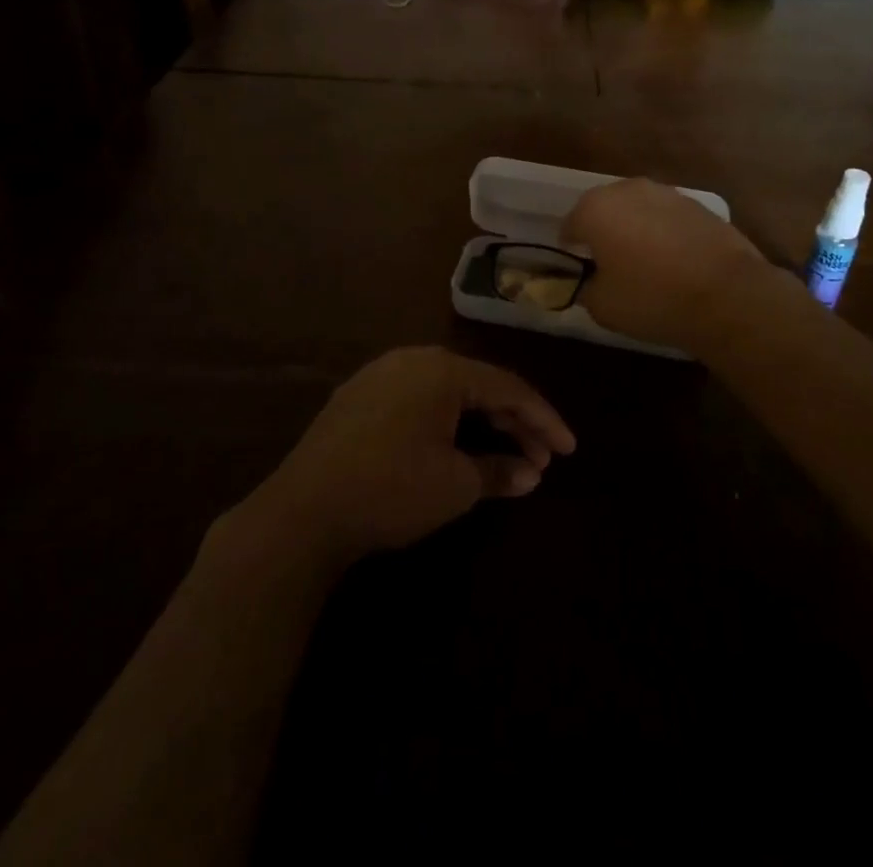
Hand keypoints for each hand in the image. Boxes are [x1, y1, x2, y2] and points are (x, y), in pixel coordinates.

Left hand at [240, 347, 574, 565]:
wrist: (302, 512)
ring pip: (447, 392)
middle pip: (478, 385)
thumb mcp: (455, 486)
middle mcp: (413, 359)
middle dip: (514, 422)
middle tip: (541, 458)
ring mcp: (380, 375)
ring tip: (505, 454)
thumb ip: (499, 472)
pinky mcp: (358, 397)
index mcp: (442, 369)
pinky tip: (455, 445)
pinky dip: (446, 421)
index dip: (544, 419)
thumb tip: (530, 474)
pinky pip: (418, 399)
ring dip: (480, 422)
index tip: (569, 449)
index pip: (508, 388)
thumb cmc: (391, 490)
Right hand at [561, 178, 780, 352]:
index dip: (570, 248)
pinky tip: (674, 261)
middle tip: (608, 264)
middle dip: (603, 231)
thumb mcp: (602, 306)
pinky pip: (668, 218)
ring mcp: (667, 193)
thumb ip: (585, 287)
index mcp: (596, 209)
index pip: (570, 225)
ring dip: (635, 228)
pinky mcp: (699, 205)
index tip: (578, 269)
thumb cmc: (652, 298)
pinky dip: (665, 233)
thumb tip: (588, 281)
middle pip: (604, 209)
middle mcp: (628, 190)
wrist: (727, 295)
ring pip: (639, 210)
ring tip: (643, 262)